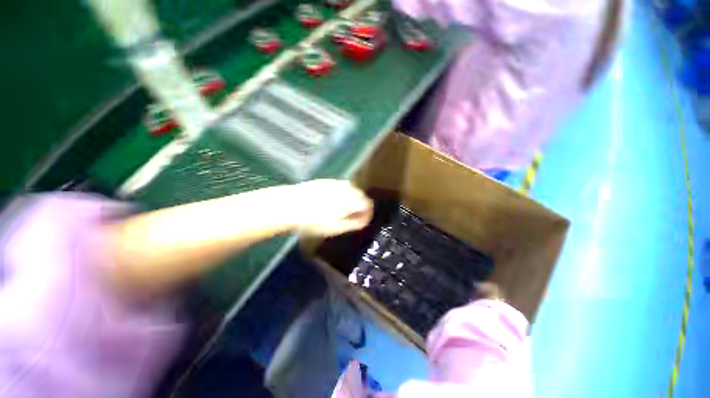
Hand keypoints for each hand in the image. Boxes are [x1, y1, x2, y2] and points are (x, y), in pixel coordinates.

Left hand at [289, 179, 372, 236]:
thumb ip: (353, 224)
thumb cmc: (313, 221)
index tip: (363, 221)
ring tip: (343, 209)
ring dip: (352, 198)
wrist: (289, 205)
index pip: (367, 204)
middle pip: (361, 195)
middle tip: (353, 216)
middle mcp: (345, 188)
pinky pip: (340, 186)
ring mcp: (335, 183)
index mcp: (350, 201)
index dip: (368, 213)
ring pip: (351, 189)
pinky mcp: (326, 181)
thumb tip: (364, 220)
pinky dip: (342, 193)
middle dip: (361, 205)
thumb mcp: (335, 228)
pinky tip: (333, 200)